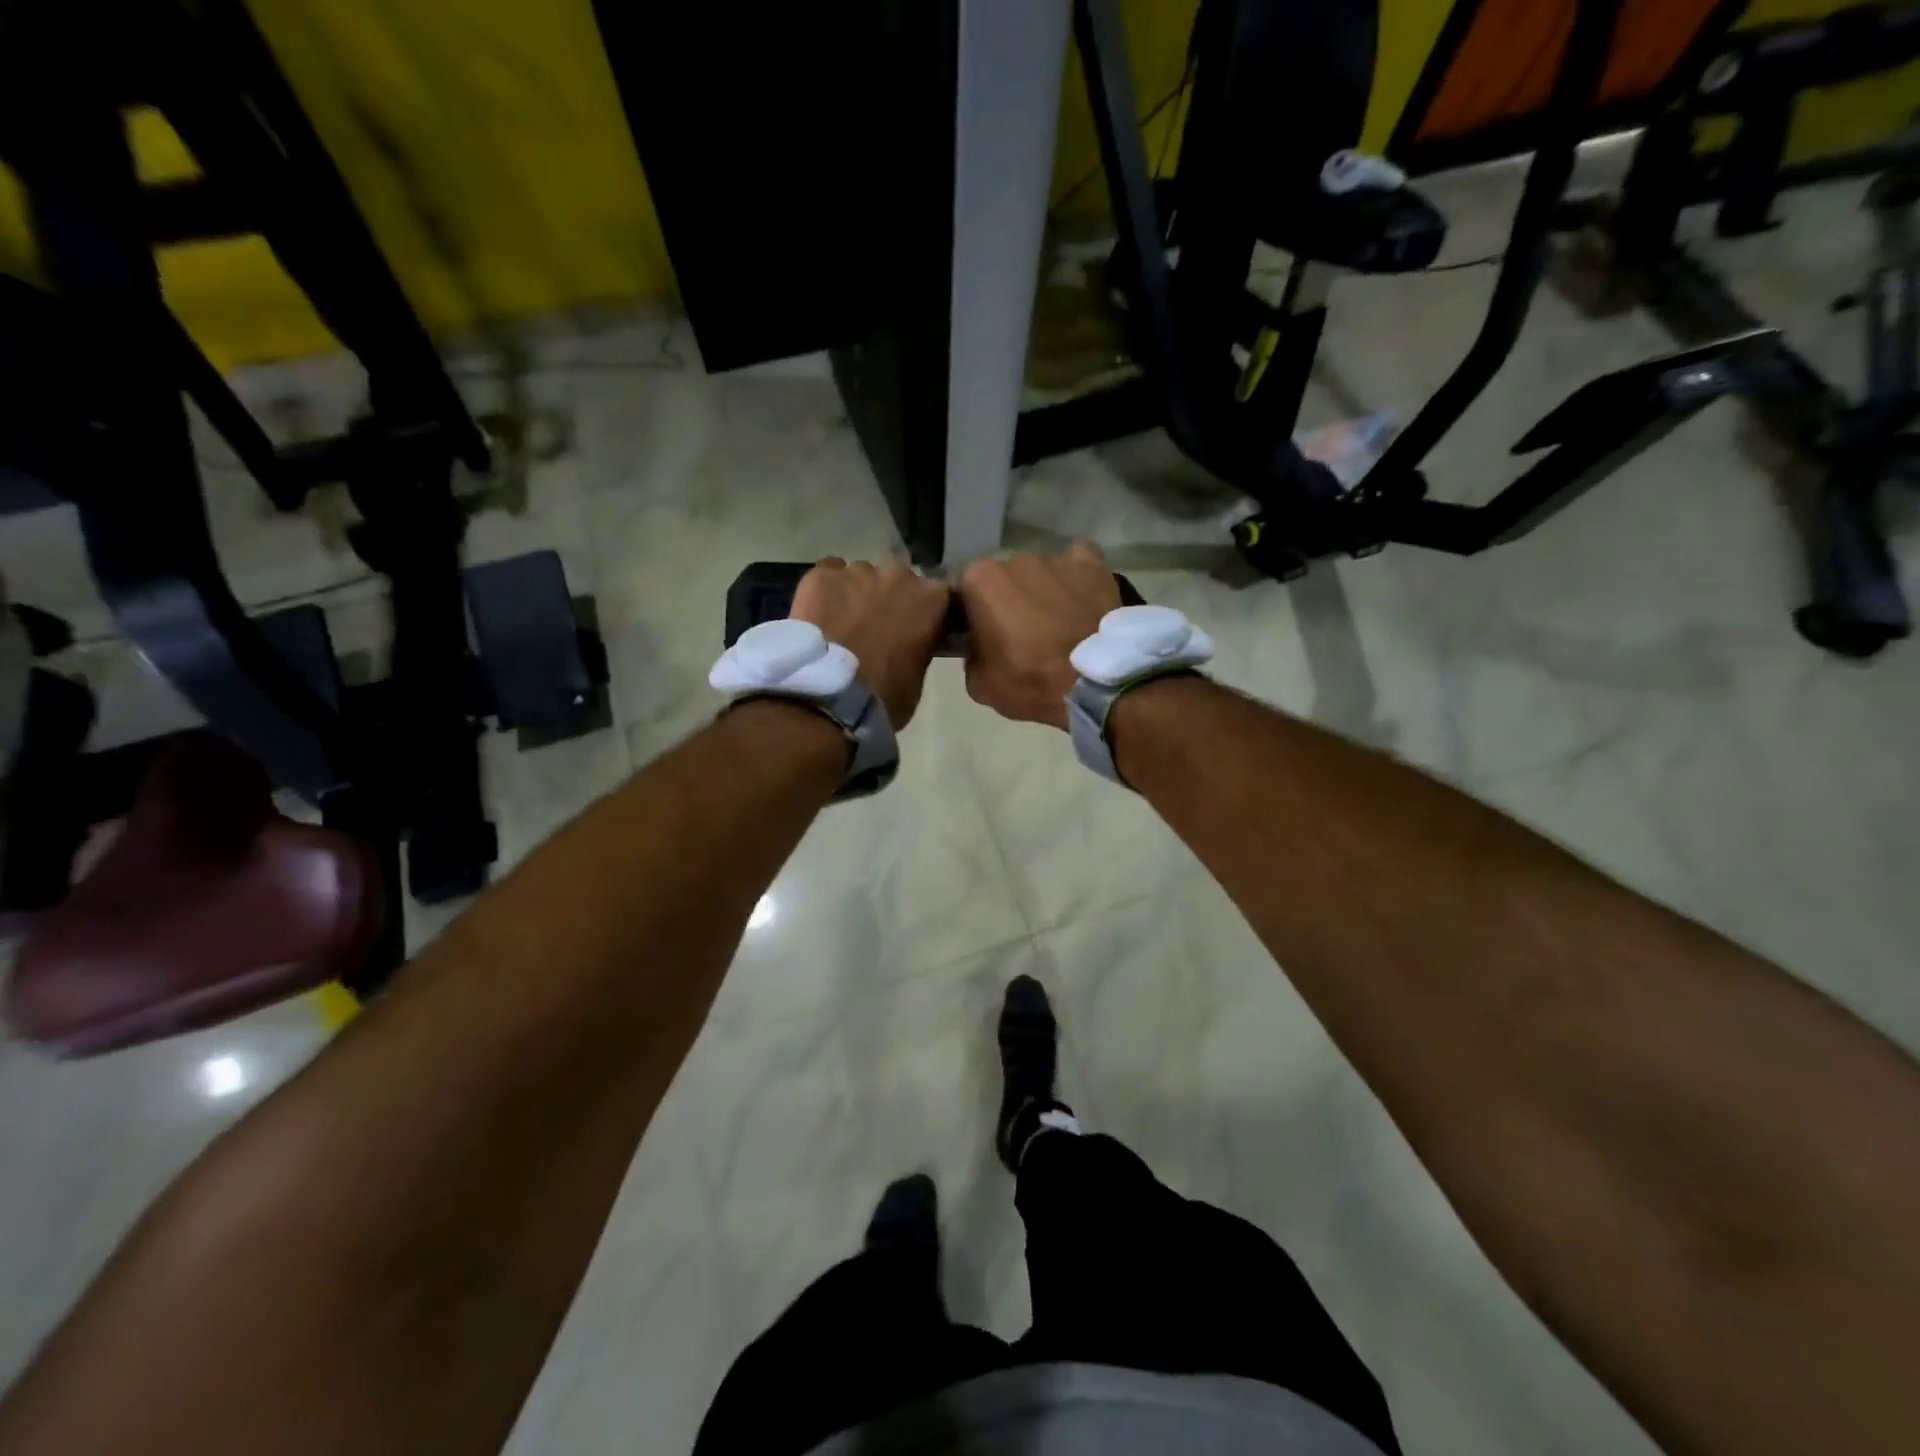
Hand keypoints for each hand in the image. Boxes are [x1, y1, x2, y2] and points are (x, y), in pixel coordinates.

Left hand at [790, 557, 950, 727]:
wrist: (830, 694)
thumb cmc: (885, 694)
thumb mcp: (918, 674)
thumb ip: (920, 645)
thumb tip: (910, 642)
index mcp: (932, 599)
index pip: (937, 595)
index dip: (924, 611)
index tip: (915, 627)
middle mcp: (899, 575)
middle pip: (898, 578)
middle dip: (890, 597)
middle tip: (876, 626)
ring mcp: (859, 571)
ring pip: (862, 575)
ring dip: (857, 593)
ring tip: (843, 622)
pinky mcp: (823, 574)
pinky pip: (829, 573)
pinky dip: (828, 590)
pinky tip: (820, 613)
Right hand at [958, 543, 1120, 729]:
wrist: (1096, 683)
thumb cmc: (1030, 681)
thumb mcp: (979, 684)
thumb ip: (971, 654)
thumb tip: (980, 646)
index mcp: (978, 580)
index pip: (963, 591)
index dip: (971, 614)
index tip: (981, 635)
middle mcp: (1014, 558)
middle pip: (1003, 578)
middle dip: (1008, 600)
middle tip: (1021, 633)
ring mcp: (1055, 557)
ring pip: (1040, 573)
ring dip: (1042, 592)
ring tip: (1058, 623)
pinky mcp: (1092, 562)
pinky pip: (1076, 567)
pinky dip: (1076, 581)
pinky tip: (1082, 604)